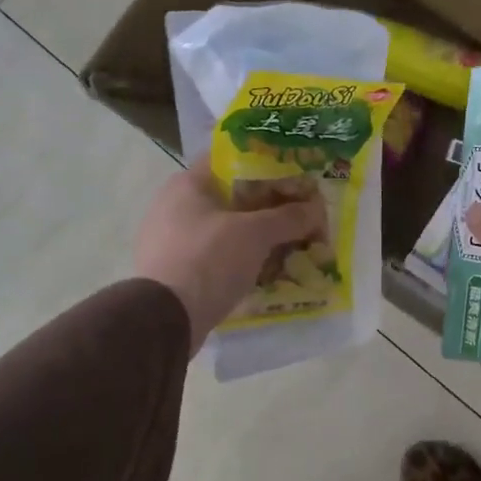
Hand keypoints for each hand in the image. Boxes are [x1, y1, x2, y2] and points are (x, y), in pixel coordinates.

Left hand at [134, 156, 326, 348]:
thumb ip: (289, 217)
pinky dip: (240, 261)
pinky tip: (264, 272)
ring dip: (256, 238)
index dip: (267, 166)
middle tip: (299, 217)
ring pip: (226, 230)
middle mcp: (174, 205)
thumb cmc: (209, 259)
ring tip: (288, 247)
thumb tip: (316, 209)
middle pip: (232, 197)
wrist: (164, 320)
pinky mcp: (174, 270)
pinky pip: (216, 257)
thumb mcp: (256, 234)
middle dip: (268, 208)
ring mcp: (170, 240)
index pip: (233, 160)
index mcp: (188, 183)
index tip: (295, 180)